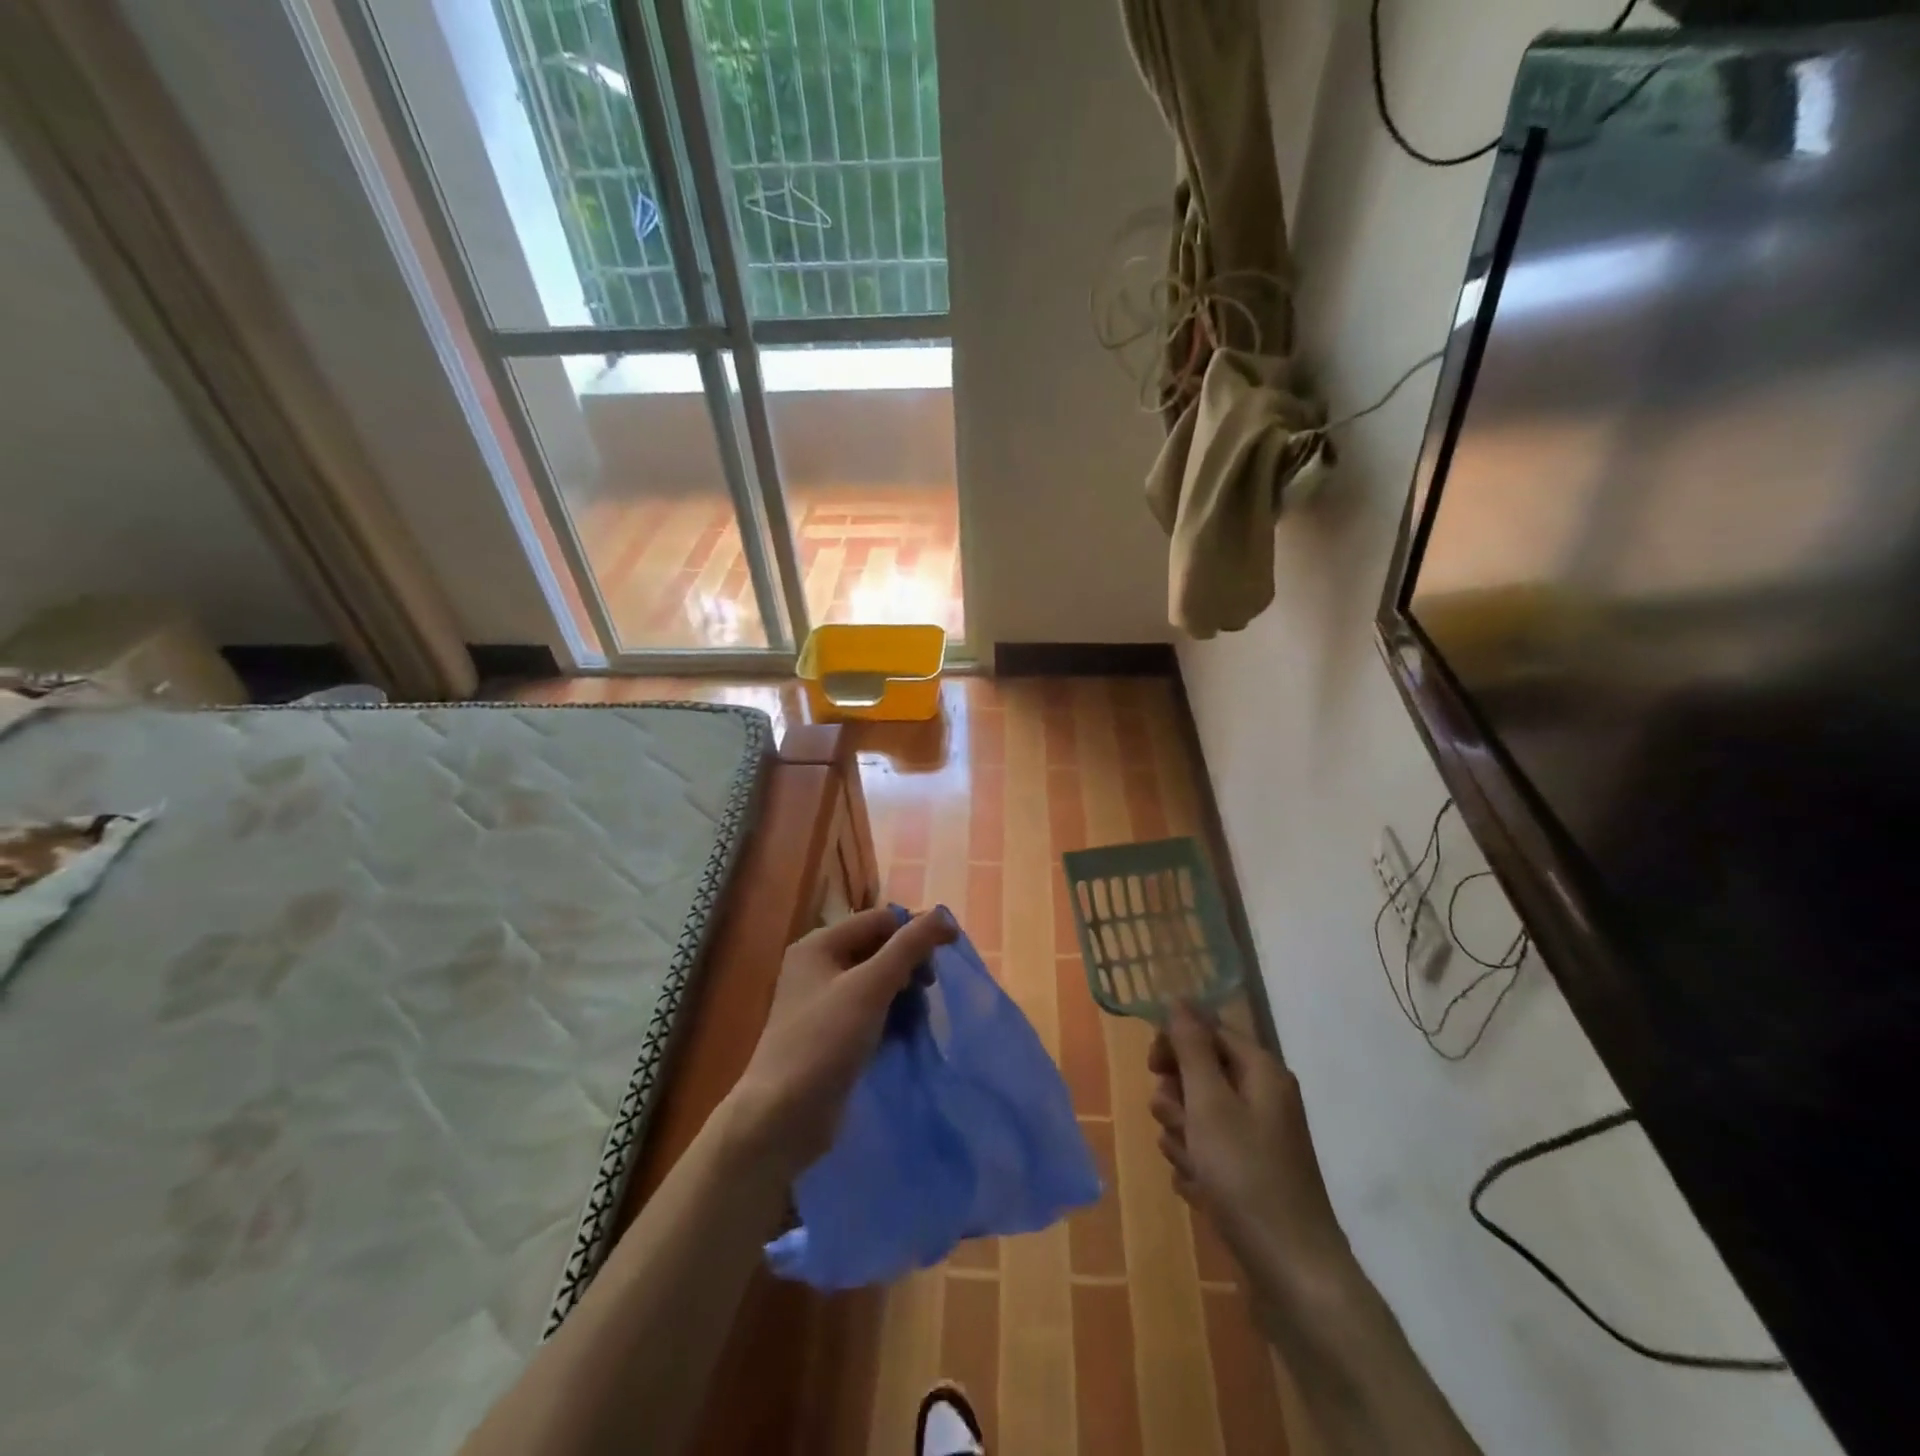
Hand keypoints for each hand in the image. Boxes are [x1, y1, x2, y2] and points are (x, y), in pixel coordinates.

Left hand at [727, 905, 957, 1177]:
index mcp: (820, 944)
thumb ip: (909, 947)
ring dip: (904, 994)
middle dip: (909, 966)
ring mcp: (823, 1002)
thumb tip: (943, 914)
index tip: (946, 959)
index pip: (880, 920)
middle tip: (928, 992)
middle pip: (879, 948)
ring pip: (877, 981)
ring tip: (917, 1019)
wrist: (782, 1117)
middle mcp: (818, 966)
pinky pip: (870, 1010)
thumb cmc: (825, 1041)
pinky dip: (890, 1016)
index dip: (915, 933)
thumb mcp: (870, 987)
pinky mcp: (830, 1034)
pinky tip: (904, 1035)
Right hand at [1148, 1005, 1353, 1303]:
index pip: (1207, 1031)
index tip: (1152, 1069)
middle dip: (1178, 1100)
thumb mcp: (1210, 1103)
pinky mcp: (1251, 1175)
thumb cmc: (1247, 1176)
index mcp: (1261, 1072)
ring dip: (1183, 1137)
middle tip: (1180, 1126)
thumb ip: (1191, 1047)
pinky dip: (1197, 1167)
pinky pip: (1208, 1153)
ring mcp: (1259, 1140)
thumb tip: (1178, 1000)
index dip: (1175, 1044)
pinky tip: (1200, 1191)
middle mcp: (1263, 1098)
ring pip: (1199, 1116)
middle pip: (1200, 1075)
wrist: (1294, 1273)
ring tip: (1193, 1166)